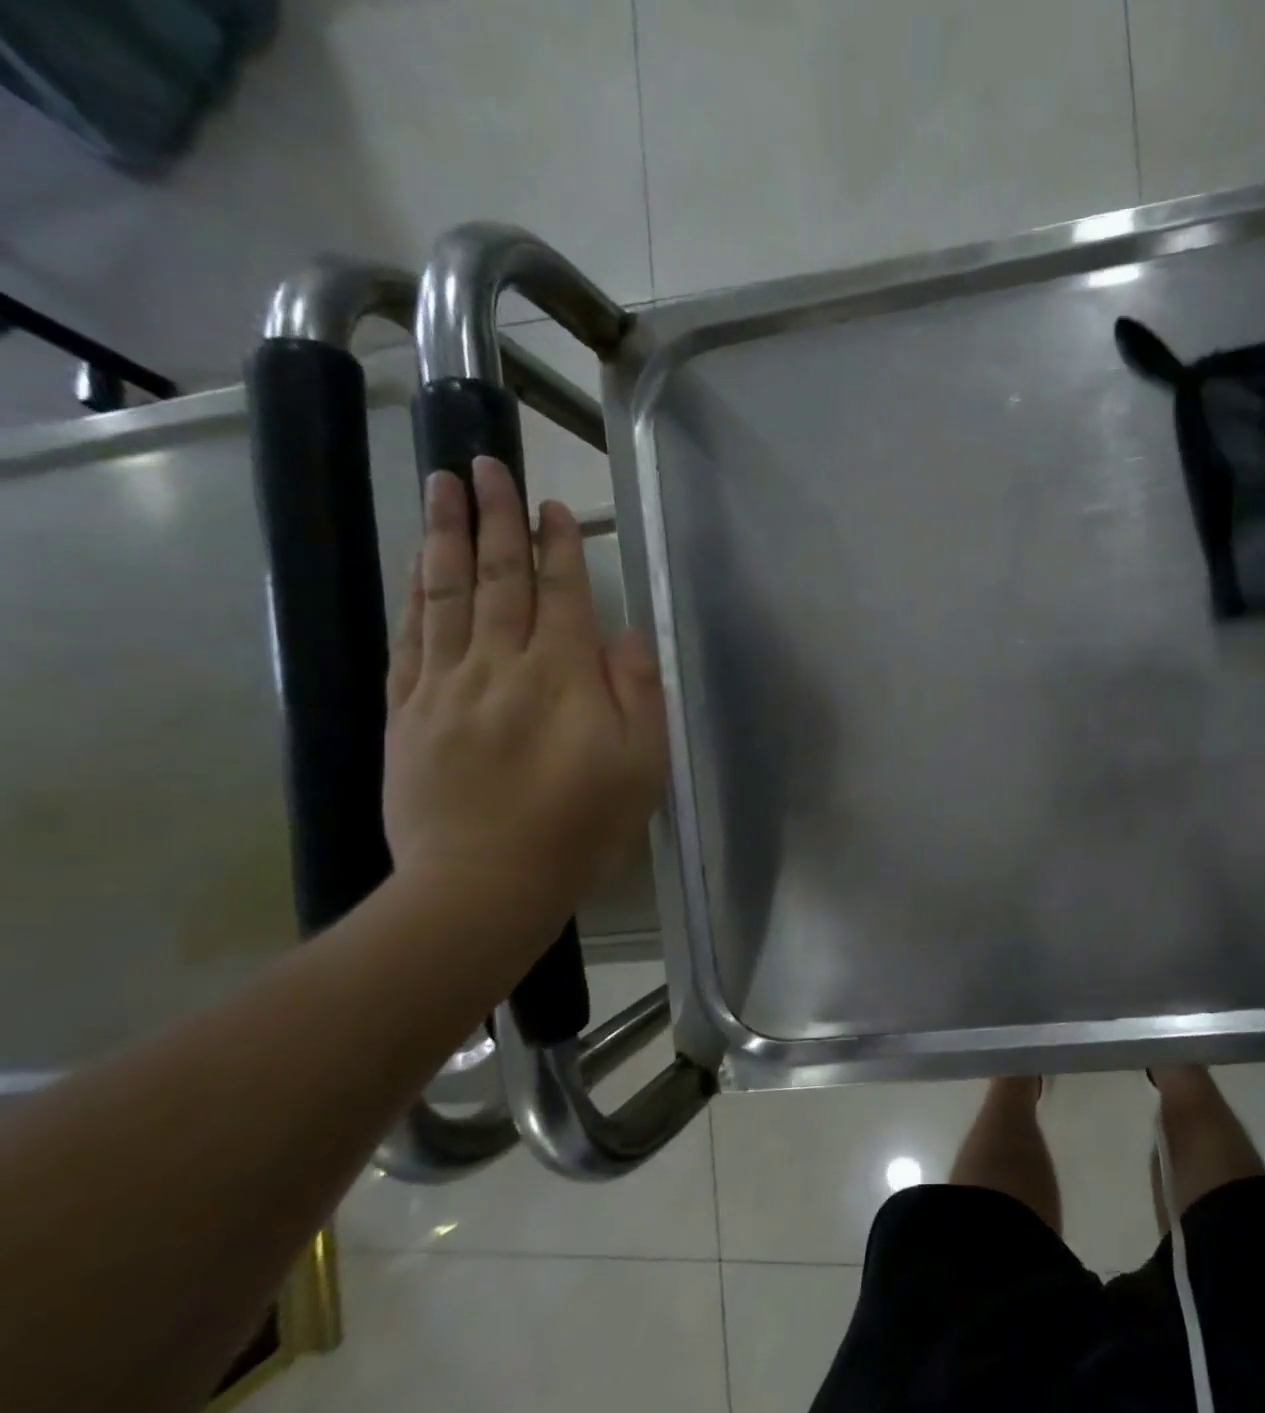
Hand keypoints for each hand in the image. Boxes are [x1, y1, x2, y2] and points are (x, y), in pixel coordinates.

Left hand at [384, 457, 668, 939]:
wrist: (484, 882)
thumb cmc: (580, 825)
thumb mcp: (641, 765)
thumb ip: (638, 692)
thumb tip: (626, 634)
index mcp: (562, 677)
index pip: (561, 594)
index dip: (559, 546)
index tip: (554, 506)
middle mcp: (500, 666)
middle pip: (499, 579)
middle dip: (497, 518)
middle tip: (485, 464)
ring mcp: (446, 686)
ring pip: (447, 596)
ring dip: (447, 537)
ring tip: (442, 487)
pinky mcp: (408, 712)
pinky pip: (411, 639)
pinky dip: (416, 595)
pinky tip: (419, 565)